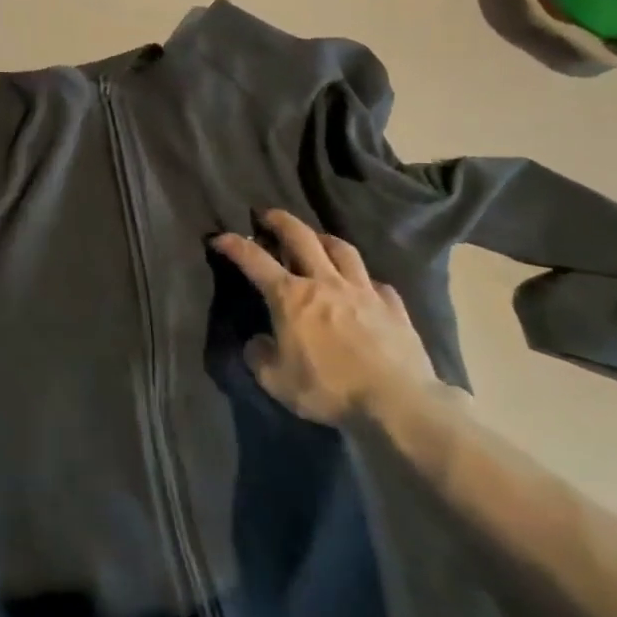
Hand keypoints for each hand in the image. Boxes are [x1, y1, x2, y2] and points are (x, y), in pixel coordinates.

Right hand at [212, 211, 435, 425]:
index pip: (254, 260)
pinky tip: (363, 287)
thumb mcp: (277, 381)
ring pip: (342, 249)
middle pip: (301, 236)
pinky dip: (364, 280)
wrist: (397, 401)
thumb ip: (259, 357)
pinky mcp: (392, 306)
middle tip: (268, 215)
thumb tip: (256, 342)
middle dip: (280, 220)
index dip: (233, 244)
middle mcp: (324, 282)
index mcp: (290, 296)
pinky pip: (376, 283)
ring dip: (324, 238)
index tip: (219, 237)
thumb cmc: (329, 389)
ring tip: (317, 238)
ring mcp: (362, 290)